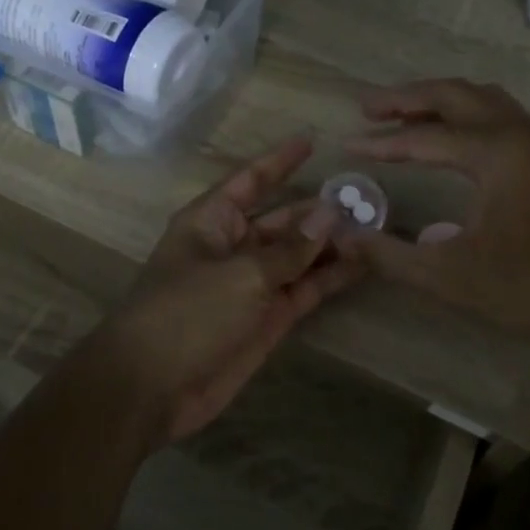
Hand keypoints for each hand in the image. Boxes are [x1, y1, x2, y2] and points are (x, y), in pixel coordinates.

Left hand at [85, 136, 365, 445]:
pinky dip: (330, 278)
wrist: (152, 388)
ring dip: (332, 244)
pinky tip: (363, 265)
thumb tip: (329, 215)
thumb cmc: (185, 314)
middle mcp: (233, 247)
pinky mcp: (268, 319)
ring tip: (376, 229)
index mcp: (212, 221)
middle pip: (283, 219)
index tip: (312, 141)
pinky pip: (303, 289)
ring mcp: (252, 285)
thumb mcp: (240, 275)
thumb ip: (289, 249)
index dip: (280, 161)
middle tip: (367, 199)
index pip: (250, 180)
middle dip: (320, 210)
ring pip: (299, 256)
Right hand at [335, 79, 529, 355]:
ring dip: (441, 101)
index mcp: (496, 151)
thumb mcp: (452, 277)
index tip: (345, 144)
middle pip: (455, 95)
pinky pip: (502, 117)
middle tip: (367, 107)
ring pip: (483, 100)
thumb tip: (343, 235)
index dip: (380, 142)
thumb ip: (391, 254)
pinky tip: (455, 141)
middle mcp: (520, 132)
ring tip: (404, 116)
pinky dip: (468, 116)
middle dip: (407, 98)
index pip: (423, 137)